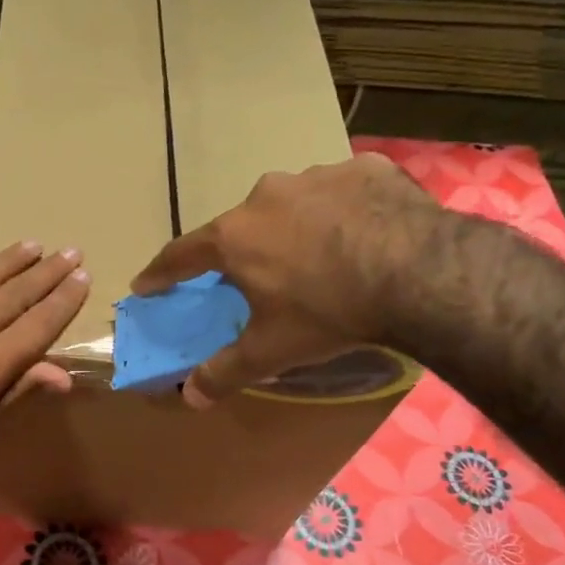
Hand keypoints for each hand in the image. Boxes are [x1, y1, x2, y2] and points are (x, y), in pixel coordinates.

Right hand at [131, 153, 447, 406]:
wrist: (418, 273)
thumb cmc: (329, 313)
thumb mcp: (272, 350)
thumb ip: (226, 371)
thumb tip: (189, 397)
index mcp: (235, 236)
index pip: (182, 254)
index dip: (162, 272)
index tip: (146, 284)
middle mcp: (267, 196)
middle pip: (243, 225)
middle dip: (246, 249)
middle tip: (263, 276)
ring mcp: (317, 176)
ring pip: (295, 204)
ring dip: (299, 226)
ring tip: (325, 255)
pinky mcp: (365, 168)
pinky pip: (345, 190)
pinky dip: (347, 210)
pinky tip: (367, 232)